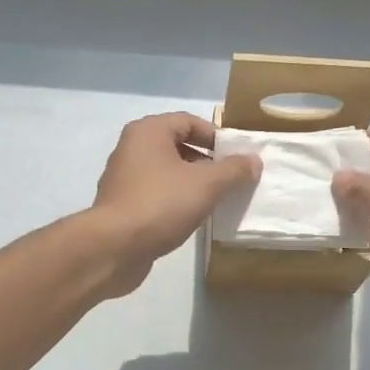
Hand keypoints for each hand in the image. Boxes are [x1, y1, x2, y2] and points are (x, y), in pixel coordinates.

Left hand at [87, 113, 258, 295]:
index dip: (216, 136)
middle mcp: (132, 148)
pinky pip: (156, 193)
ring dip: (192, 182)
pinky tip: (192, 217)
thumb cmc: (161, 203)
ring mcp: (124, 177)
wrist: (115, 247)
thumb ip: (233, 170)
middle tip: (231, 178)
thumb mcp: (206, 184)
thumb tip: (254, 160)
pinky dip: (175, 199)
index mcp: (148, 132)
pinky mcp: (122, 204)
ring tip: (216, 199)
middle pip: (177, 145)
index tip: (237, 156)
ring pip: (167, 172)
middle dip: (206, 161)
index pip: (188, 121)